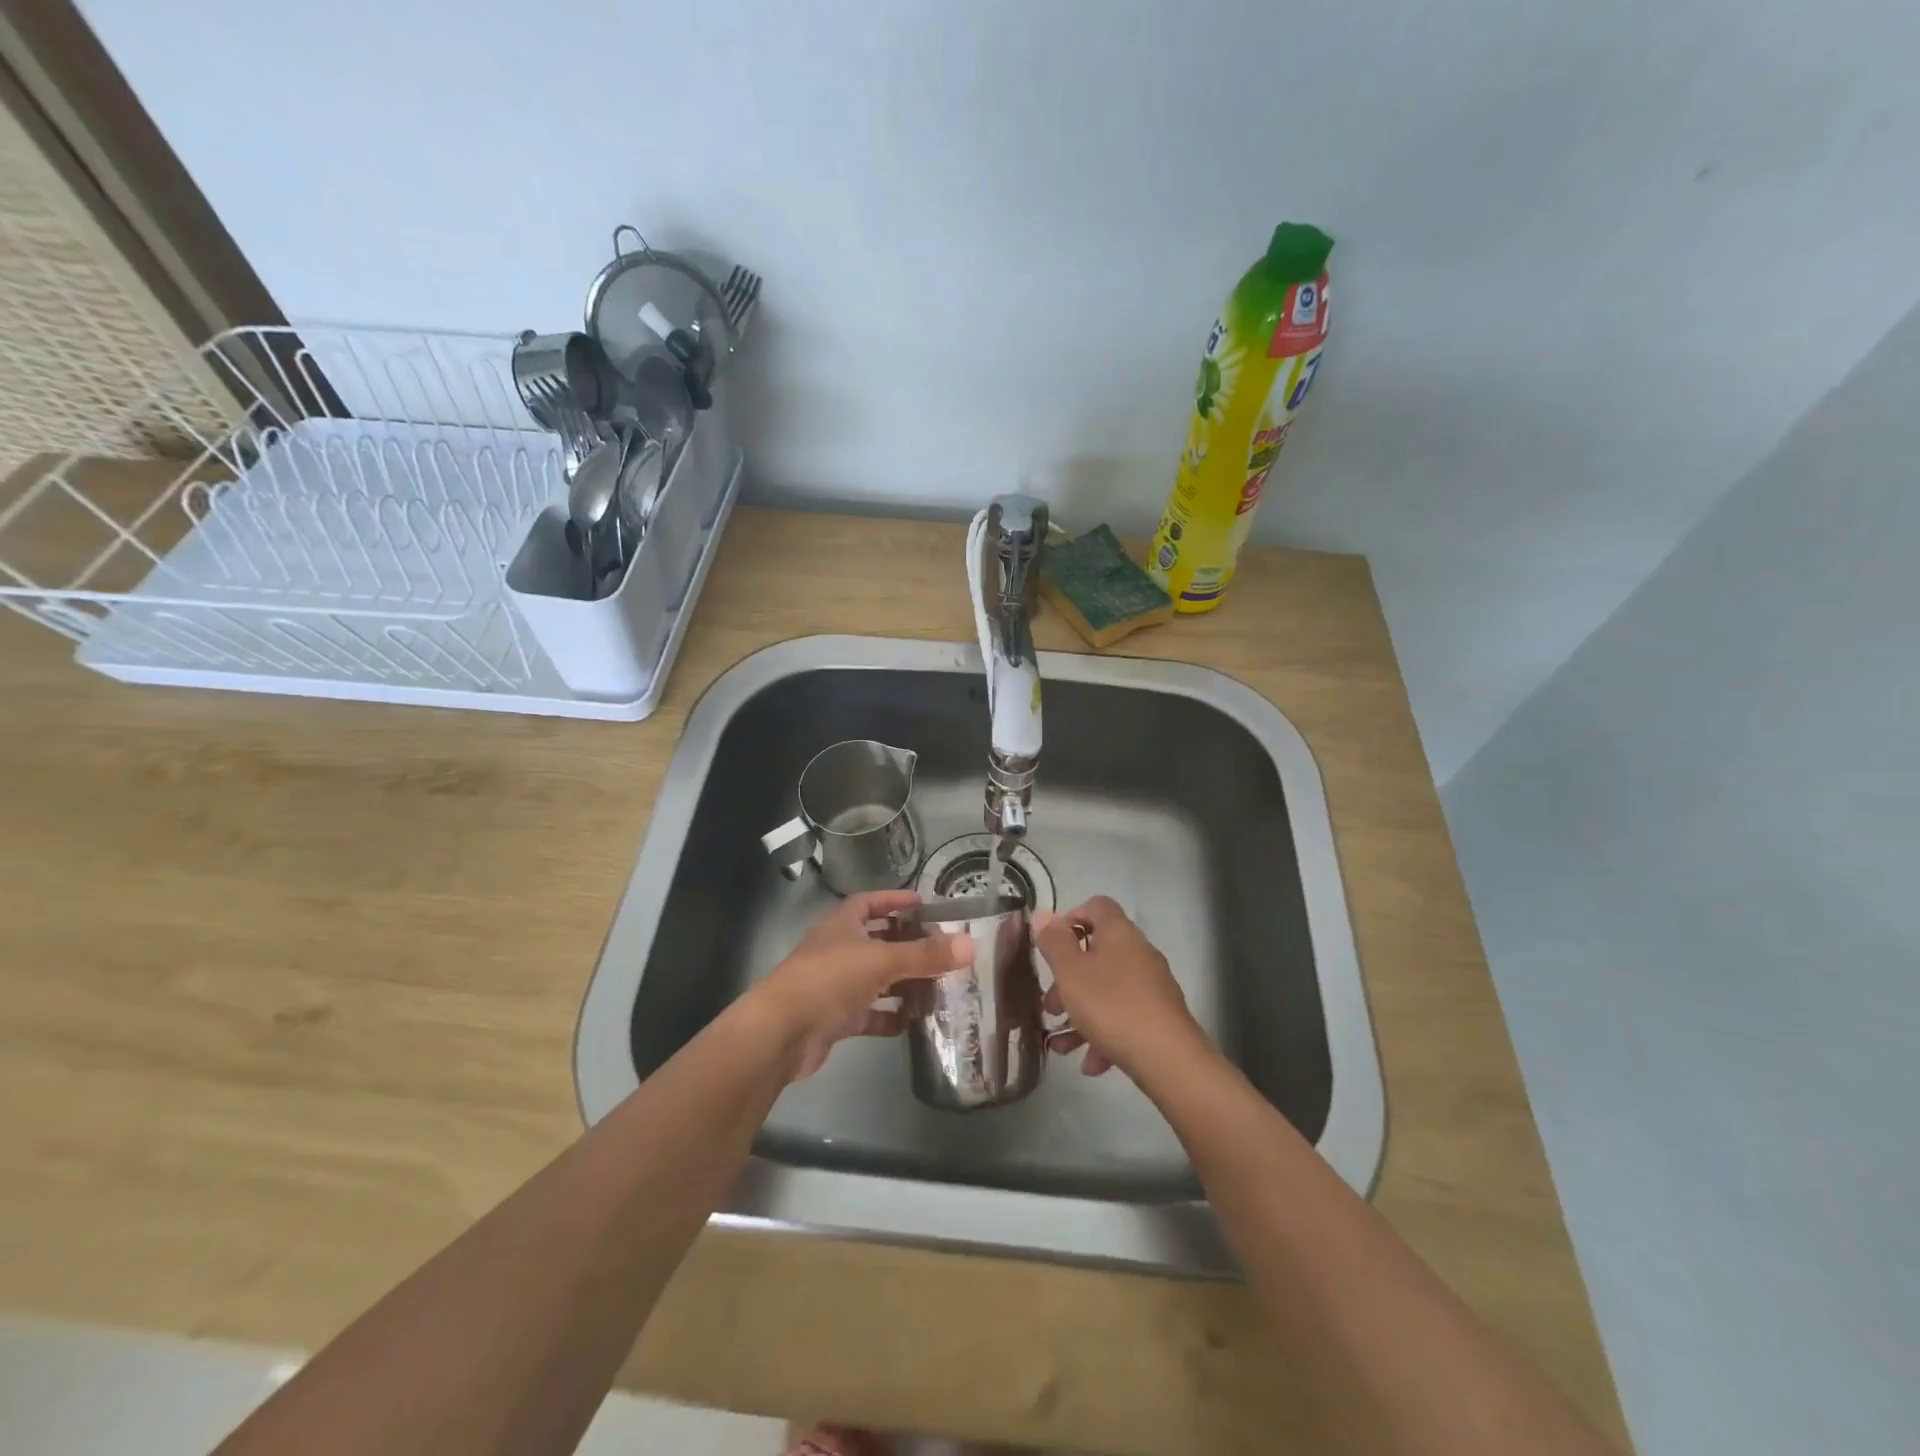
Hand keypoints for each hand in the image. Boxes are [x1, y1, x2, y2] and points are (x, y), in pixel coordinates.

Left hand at [752, 890, 972, 1080]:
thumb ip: (926, 955)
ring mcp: (835, 984)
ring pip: (875, 978)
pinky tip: (911, 1022)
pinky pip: (868, 1013)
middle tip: (940, 948)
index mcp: (842, 924)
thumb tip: (970, 945)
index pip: (870, 902)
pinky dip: (887, 1016)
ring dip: (901, 982)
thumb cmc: (829, 980)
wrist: (782, 1032)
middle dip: (906, 943)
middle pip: (876, 940)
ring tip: (936, 985)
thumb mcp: (881, 961)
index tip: (924, 904)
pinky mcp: (835, 1017)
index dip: (895, 900)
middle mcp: (837, 949)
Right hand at [1035, 896, 1206, 1078]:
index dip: (1071, 918)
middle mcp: (1139, 953)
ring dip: (1080, 1013)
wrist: (1169, 1059)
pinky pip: (1124, 1017)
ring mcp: (1152, 987)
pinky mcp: (1159, 1018)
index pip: (1097, 906)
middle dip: (1068, 980)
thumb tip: (1043, 914)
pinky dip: (1104, 1035)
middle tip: (1050, 1006)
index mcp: (1119, 933)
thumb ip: (1054, 942)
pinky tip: (1091, 1064)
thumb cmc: (1111, 1006)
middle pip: (1097, 954)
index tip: (1052, 946)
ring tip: (1061, 1046)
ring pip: (1107, 990)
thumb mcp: (1071, 972)